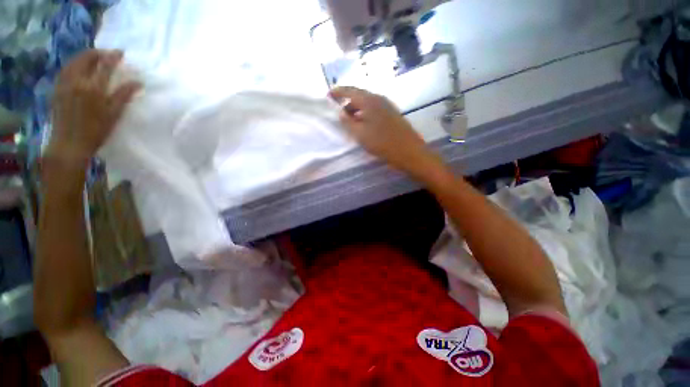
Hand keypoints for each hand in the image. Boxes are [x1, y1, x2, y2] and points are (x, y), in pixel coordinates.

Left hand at [46, 50, 140, 167]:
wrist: (69, 144)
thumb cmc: (96, 131)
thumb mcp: (114, 114)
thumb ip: (124, 95)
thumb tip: (138, 82)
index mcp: (93, 88)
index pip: (105, 65)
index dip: (113, 56)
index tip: (121, 53)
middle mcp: (77, 81)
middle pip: (86, 58)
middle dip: (98, 53)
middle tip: (107, 55)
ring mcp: (64, 83)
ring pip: (74, 61)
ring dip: (85, 56)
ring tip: (94, 58)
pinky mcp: (57, 88)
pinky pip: (66, 69)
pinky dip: (74, 64)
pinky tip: (79, 68)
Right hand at [329, 86, 444, 180]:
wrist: (409, 151)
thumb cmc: (382, 143)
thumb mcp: (360, 134)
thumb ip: (347, 122)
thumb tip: (340, 112)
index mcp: (369, 100)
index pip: (350, 91)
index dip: (338, 92)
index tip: (328, 95)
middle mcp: (379, 98)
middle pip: (359, 95)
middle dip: (347, 102)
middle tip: (338, 112)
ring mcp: (387, 105)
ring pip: (367, 103)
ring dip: (356, 109)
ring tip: (349, 120)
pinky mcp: (392, 113)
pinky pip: (374, 109)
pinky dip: (365, 113)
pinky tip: (363, 123)